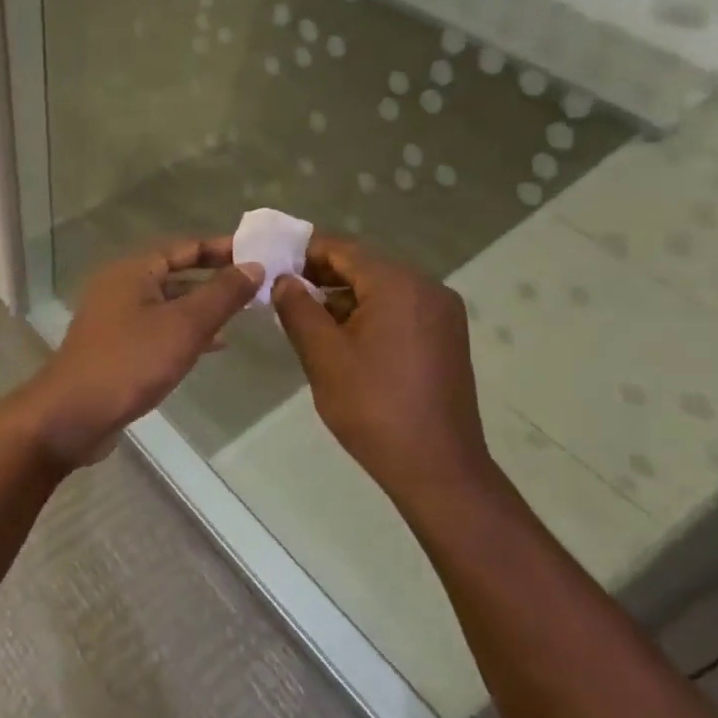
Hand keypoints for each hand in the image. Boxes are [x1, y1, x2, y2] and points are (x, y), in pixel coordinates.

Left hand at [14, 239, 263, 467]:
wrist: (72, 416)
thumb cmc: (130, 362)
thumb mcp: (184, 325)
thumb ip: (222, 294)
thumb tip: (254, 265)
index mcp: (133, 269)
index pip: (186, 246)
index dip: (223, 248)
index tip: (259, 254)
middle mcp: (121, 286)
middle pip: (176, 272)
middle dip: (216, 279)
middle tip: (257, 285)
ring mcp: (115, 317)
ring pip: (168, 303)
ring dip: (203, 307)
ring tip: (243, 315)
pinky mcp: (115, 346)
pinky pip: (158, 328)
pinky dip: (185, 331)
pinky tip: (213, 346)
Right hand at [272, 236, 491, 513]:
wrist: (438, 468)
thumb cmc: (374, 408)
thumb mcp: (324, 356)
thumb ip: (298, 308)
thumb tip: (284, 280)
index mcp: (398, 284)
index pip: (343, 249)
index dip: (304, 252)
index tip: (271, 263)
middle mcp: (427, 287)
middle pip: (365, 266)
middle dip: (322, 275)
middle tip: (282, 292)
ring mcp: (442, 313)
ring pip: (382, 289)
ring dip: (344, 297)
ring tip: (306, 318)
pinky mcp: (446, 337)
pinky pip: (400, 309)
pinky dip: (369, 314)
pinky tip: (343, 339)